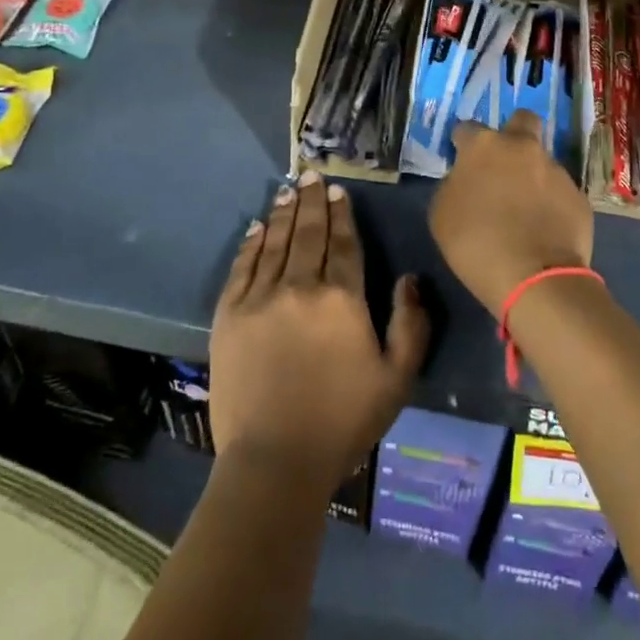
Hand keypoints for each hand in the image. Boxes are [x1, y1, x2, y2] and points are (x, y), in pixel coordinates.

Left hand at [209, 172, 428, 491]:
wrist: (275, 463)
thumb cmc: (343, 422)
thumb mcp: (397, 379)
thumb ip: (411, 324)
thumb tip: (409, 278)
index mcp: (342, 298)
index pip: (343, 242)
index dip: (342, 213)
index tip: (339, 190)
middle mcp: (301, 286)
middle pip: (308, 233)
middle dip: (312, 201)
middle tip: (311, 176)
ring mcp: (261, 298)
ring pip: (276, 242)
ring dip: (284, 214)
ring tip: (288, 191)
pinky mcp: (229, 315)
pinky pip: (242, 267)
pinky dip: (251, 243)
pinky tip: (258, 227)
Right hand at [430, 111, 594, 313]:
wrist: (535, 279)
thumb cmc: (476, 244)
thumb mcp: (442, 214)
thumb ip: (454, 185)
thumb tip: (466, 179)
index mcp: (484, 146)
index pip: (467, 128)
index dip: (463, 143)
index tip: (462, 160)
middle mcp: (523, 147)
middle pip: (522, 121)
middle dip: (513, 134)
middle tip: (504, 164)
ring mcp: (556, 169)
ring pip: (542, 161)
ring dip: (533, 176)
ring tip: (526, 211)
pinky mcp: (578, 195)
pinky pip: (560, 192)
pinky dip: (551, 204)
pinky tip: (545, 229)